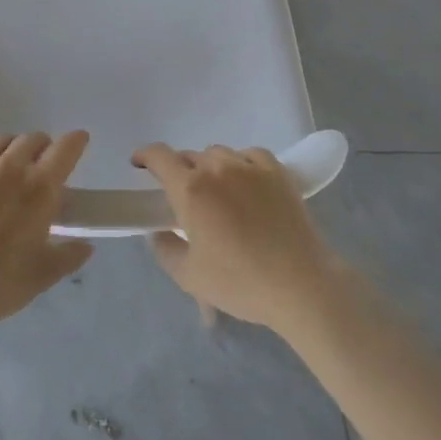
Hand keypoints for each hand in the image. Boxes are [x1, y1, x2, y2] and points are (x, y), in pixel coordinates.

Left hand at [0, 133, 93, 342]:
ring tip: (8, 165)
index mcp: (40, 187)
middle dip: (42, 147)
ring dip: (10, 149)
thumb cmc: (1, 284)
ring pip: (0, 141)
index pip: (65, 148)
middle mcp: (10, 167)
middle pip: (32, 139)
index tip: (79, 141)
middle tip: (41, 164)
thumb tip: (86, 246)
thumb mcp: (44, 274)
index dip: (76, 141)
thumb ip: (69, 255)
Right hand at [137, 144, 343, 333]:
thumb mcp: (189, 277)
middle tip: (186, 200)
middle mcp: (217, 169)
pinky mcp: (277, 172)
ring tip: (219, 194)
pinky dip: (241, 163)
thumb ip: (164, 249)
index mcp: (190, 190)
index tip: (139, 165)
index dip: (144, 156)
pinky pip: (250, 155)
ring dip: (210, 168)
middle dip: (181, 173)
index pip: (159, 157)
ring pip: (219, 154)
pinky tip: (245, 183)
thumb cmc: (240, 282)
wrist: (300, 285)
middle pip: (190, 157)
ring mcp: (249, 167)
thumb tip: (159, 231)